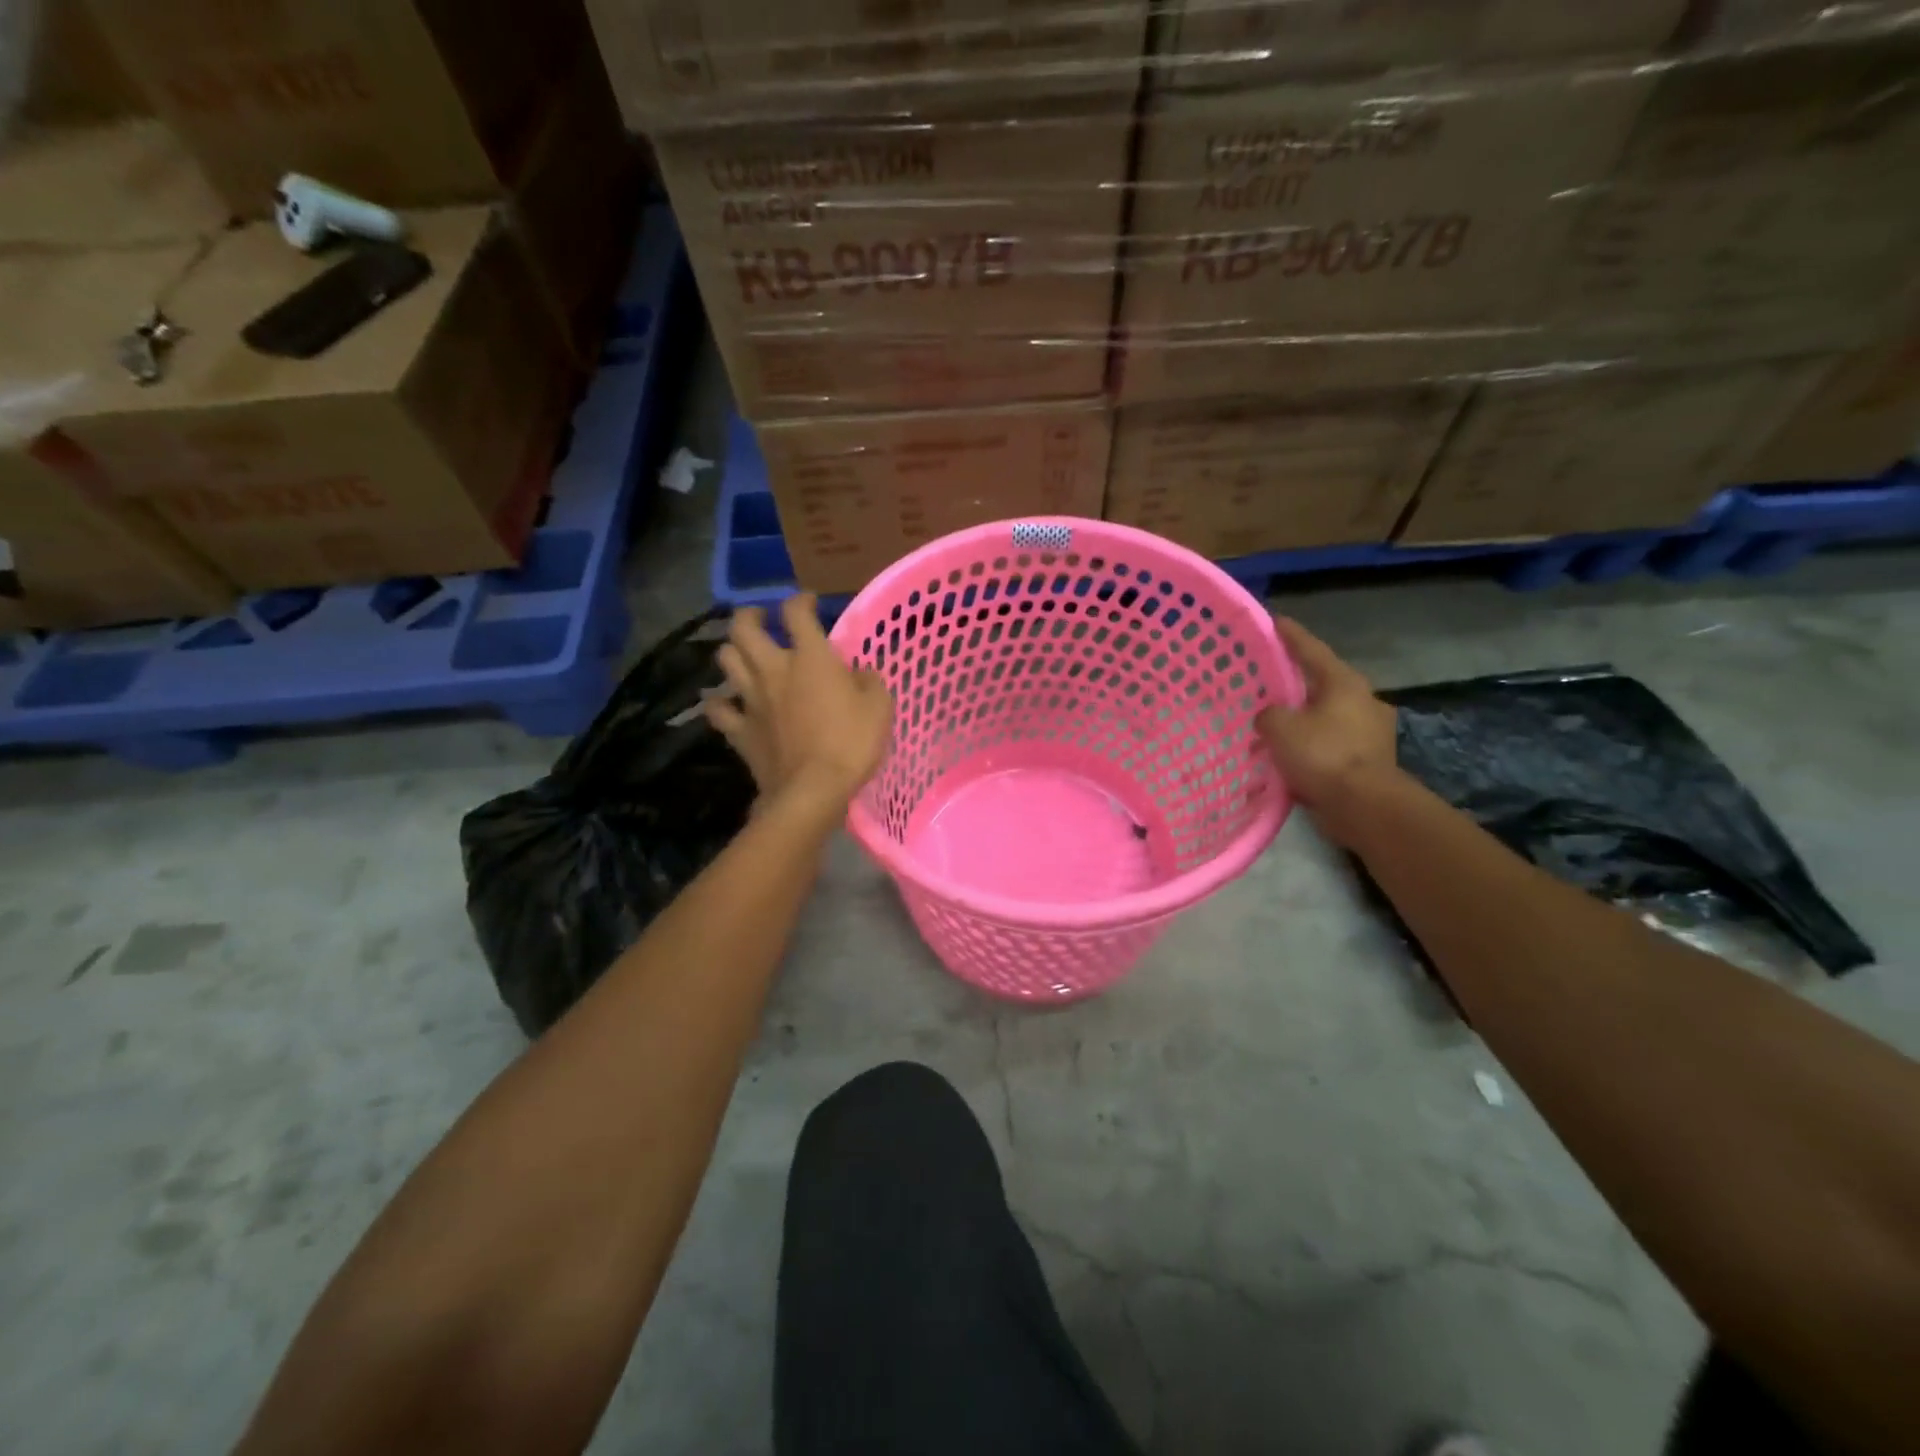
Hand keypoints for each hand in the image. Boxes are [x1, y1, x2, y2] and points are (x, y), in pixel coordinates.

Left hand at [706, 595, 893, 806]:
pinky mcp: (738, 730)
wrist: (812, 790)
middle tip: (760, 618)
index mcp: (810, 658)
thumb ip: (869, 681)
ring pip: (726, 660)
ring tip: (745, 656)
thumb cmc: (851, 744)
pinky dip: (720, 702)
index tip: (808, 603)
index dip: (800, 601)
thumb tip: (859, 673)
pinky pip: (718, 709)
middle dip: (750, 616)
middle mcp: (773, 669)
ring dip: (733, 652)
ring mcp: (750, 699)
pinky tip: (728, 703)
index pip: (796, 612)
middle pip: (743, 628)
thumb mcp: (880, 707)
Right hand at [1256, 616, 1403, 847]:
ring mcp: (1370, 732)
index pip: (1311, 650)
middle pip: (1322, 684)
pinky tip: (1289, 759)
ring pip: (1326, 717)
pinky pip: (1330, 745)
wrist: (1364, 806)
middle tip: (1269, 683)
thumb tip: (1270, 717)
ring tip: (1274, 728)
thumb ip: (1268, 714)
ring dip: (1302, 721)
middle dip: (1296, 685)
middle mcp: (1363, 701)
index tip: (1275, 621)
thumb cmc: (1322, 755)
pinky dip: (1311, 748)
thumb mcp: (1279, 728)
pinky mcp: (1369, 761)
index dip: (1290, 635)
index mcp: (1344, 683)